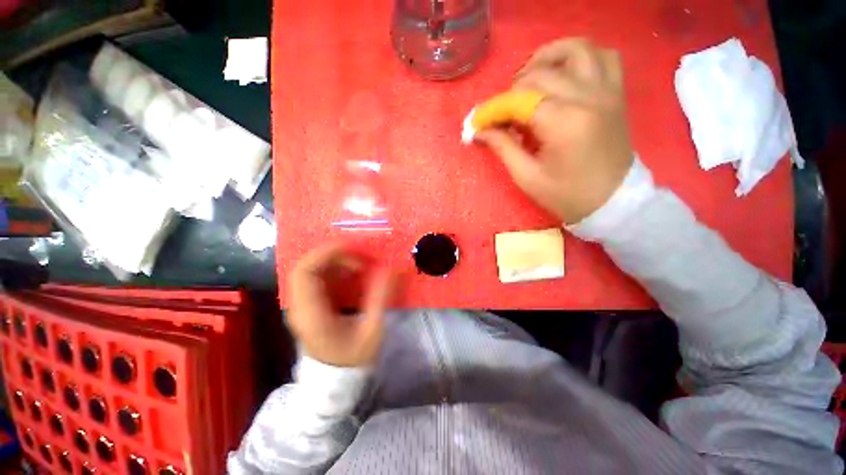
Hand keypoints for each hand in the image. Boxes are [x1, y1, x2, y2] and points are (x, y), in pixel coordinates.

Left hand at [286, 242, 396, 366]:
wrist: (334, 380)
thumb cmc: (353, 358)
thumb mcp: (371, 330)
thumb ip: (380, 298)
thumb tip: (391, 268)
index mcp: (310, 313)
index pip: (305, 271)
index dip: (327, 253)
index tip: (354, 248)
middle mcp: (300, 305)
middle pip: (307, 265)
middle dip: (334, 255)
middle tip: (360, 257)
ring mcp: (302, 304)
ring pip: (312, 269)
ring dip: (336, 260)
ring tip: (360, 265)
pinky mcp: (310, 303)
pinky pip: (318, 276)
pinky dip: (335, 269)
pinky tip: (353, 274)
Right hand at [476, 38, 633, 224]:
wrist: (612, 200)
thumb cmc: (566, 195)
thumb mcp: (527, 177)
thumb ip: (503, 147)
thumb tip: (480, 130)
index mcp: (563, 123)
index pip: (519, 101)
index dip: (493, 109)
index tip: (477, 122)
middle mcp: (587, 97)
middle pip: (539, 74)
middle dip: (512, 91)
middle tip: (502, 113)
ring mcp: (606, 91)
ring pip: (575, 49)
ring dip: (546, 57)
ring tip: (529, 78)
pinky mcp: (616, 93)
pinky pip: (604, 56)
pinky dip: (581, 56)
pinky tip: (565, 73)